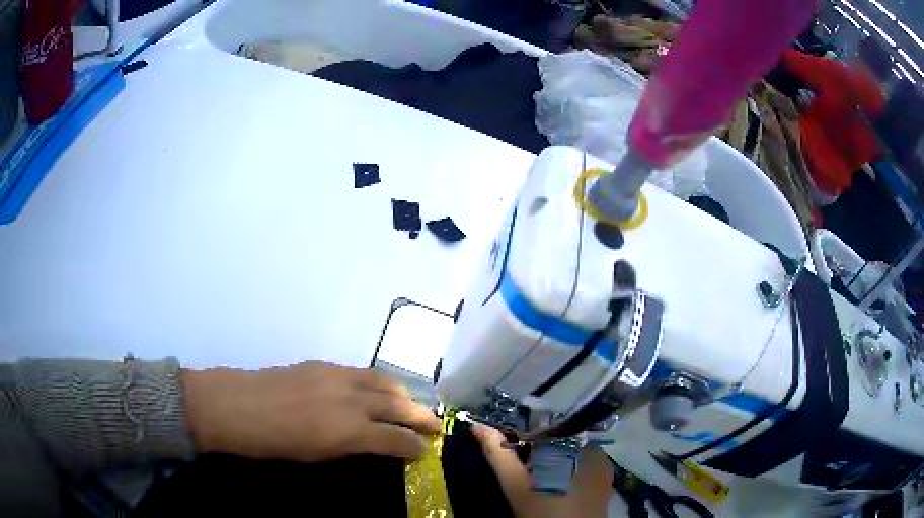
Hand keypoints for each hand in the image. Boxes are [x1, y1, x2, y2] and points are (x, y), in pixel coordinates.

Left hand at [181, 361, 440, 461]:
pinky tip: (376, 389)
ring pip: (383, 382)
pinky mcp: (323, 365)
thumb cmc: (273, 443)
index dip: (414, 445)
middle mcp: (351, 400)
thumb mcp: (316, 456)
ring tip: (411, 403)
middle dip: (421, 415)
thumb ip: (350, 447)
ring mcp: (337, 377)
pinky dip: (378, 382)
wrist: (237, 406)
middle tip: (434, 424)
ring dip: (403, 394)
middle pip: (399, 404)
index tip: (424, 450)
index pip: (396, 438)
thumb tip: (372, 444)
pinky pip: (361, 373)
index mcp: (349, 431)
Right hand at [472, 424, 612, 517]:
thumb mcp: (515, 484)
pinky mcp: (606, 479)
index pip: (545, 426)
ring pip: (571, 451)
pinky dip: (567, 468)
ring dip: (552, 458)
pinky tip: (554, 484)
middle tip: (520, 465)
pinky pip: (583, 464)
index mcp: (573, 442)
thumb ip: (498, 453)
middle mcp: (594, 447)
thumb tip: (477, 426)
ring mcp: (603, 463)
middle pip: (559, 438)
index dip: (524, 433)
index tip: (508, 445)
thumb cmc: (543, 512)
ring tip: (535, 477)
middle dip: (537, 447)